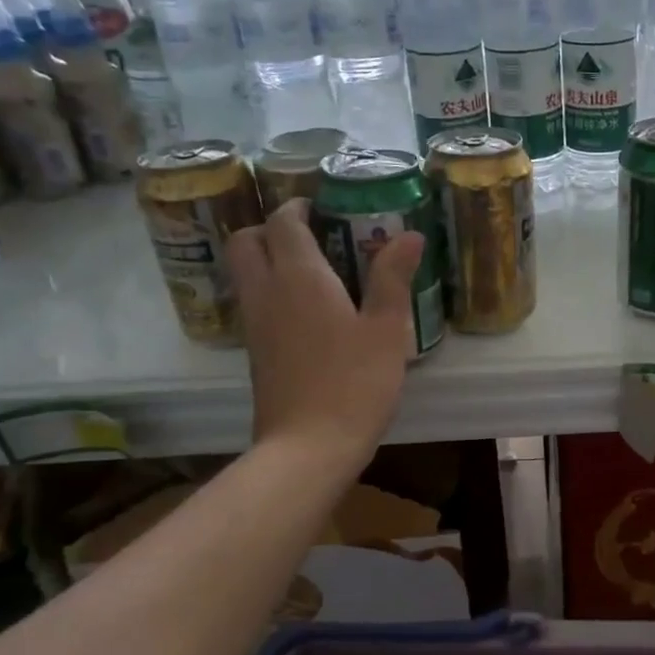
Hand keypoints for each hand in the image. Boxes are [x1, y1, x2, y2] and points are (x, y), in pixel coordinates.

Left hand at [227, 199, 423, 461]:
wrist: (308, 447)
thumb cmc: (354, 383)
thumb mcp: (386, 329)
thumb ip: (393, 278)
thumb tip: (409, 234)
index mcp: (299, 277)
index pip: (282, 222)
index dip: (297, 207)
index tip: (321, 207)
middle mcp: (267, 292)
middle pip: (246, 241)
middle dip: (270, 227)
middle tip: (310, 235)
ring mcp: (255, 325)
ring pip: (245, 273)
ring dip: (268, 258)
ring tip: (315, 269)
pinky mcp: (255, 353)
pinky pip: (254, 303)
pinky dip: (271, 290)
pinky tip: (308, 311)